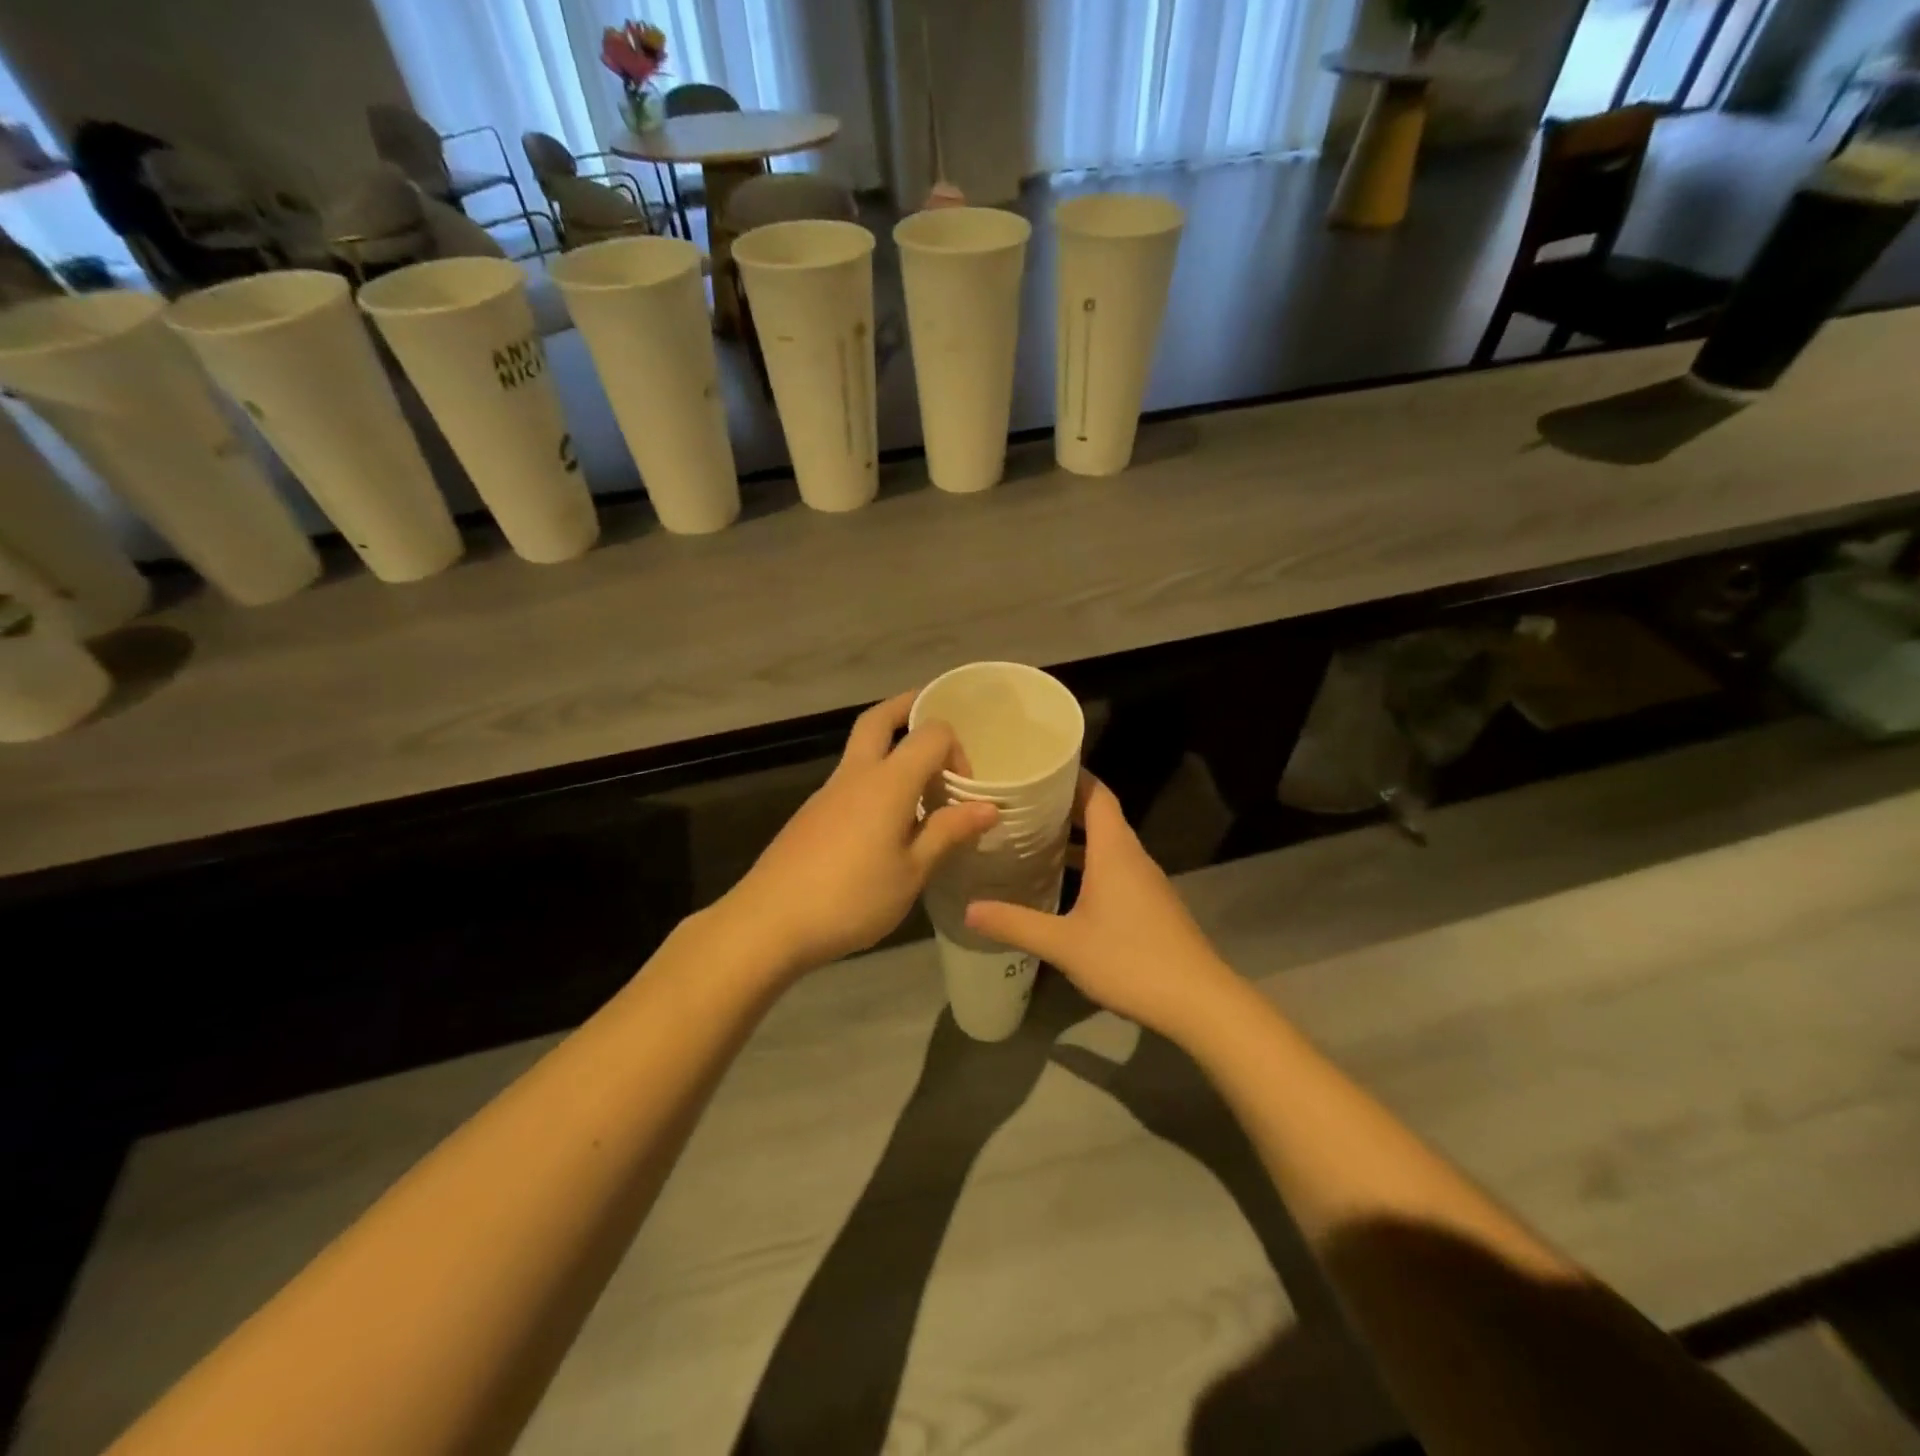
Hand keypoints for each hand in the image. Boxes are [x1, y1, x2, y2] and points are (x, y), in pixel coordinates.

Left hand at [719, 690, 996, 975]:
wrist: (769, 922)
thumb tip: (988, 806)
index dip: (956, 751)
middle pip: (879, 719)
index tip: (965, 790)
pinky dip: (875, 781)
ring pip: (862, 749)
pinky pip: (851, 780)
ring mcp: (827, 792)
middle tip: (934, 716)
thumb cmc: (851, 898)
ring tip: (922, 786)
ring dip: (892, 749)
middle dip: (909, 708)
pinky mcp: (812, 814)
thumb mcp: (912, 872)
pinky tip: (887, 822)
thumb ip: (948, 833)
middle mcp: (856, 774)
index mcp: (887, 781)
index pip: (931, 734)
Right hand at [964, 772, 1240, 1043]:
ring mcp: (1145, 882)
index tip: (1038, 766)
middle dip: (1064, 805)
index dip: (1071, 775)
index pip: (1096, 794)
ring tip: (1034, 837)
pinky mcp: (1150, 905)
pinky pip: (1116, 869)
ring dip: (1076, 837)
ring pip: (1108, 845)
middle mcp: (1132, 857)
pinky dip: (1089, 864)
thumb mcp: (1064, 944)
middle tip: (1022, 803)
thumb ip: (1016, 924)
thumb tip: (969, 909)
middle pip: (1100, 815)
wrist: (1198, 1001)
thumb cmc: (1130, 959)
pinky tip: (1064, 885)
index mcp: (1115, 851)